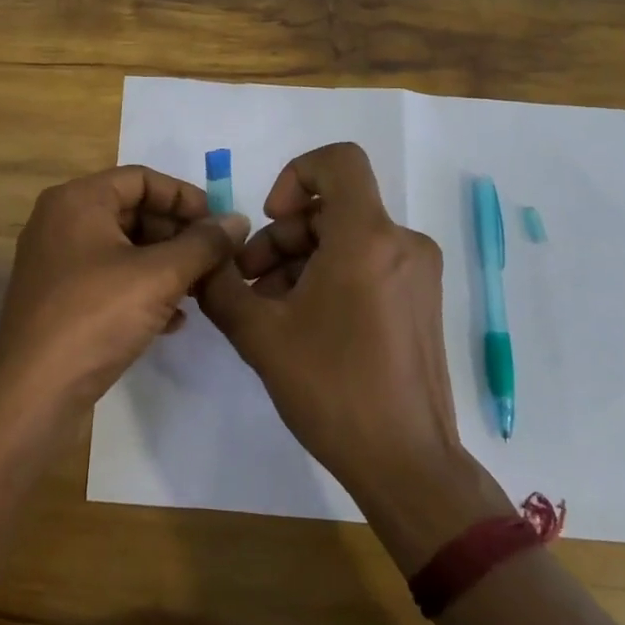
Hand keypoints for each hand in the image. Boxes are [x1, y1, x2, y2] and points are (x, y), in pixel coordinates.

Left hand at [0, 165, 248, 417]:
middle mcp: (62, 222)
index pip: (142, 178)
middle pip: (133, 211)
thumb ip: (203, 244)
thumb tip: (237, 220)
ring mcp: (58, 262)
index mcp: (78, 200)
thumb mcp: (159, 275)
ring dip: (166, 265)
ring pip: (124, 249)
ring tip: (201, 290)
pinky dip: (143, 290)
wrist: (32, 393)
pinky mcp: (60, 299)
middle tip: (216, 260)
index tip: (221, 224)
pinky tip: (174, 320)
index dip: (185, 197)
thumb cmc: (96, 317)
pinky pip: (110, 280)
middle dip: (178, 235)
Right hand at [197, 143, 510, 567]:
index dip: (295, 175)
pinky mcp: (419, 300)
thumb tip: (205, 258)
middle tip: (248, 284)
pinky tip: (301, 324)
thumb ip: (221, 285)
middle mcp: (402, 243)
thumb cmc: (332, 389)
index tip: (270, 219)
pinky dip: (329, 277)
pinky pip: (367, 264)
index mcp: (367, 238)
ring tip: (268, 311)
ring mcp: (417, 273)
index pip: (338, 161)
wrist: (406, 463)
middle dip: (282, 238)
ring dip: (299, 261)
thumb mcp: (259, 334)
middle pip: (331, 208)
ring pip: (346, 238)